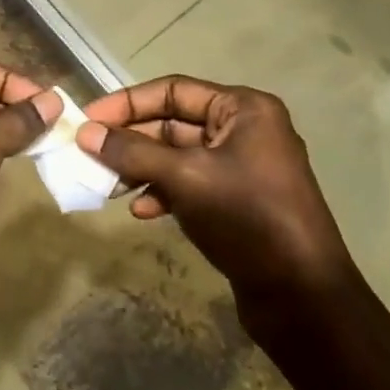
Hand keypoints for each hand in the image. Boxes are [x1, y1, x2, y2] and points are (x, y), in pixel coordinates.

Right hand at [78, 76, 353, 311]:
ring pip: (178, 156)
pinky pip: (191, 183)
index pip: (173, 90)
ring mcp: (243, 167)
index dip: (127, 103)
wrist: (304, 298)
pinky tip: (143, 212)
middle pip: (174, 122)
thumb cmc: (247, 218)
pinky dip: (164, 192)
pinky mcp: (238, 201)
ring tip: (108, 186)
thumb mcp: (184, 177)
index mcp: (243, 109)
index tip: (88, 120)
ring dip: (143, 168)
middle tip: (90, 155)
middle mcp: (245, 130)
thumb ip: (133, 152)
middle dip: (132, 140)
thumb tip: (86, 134)